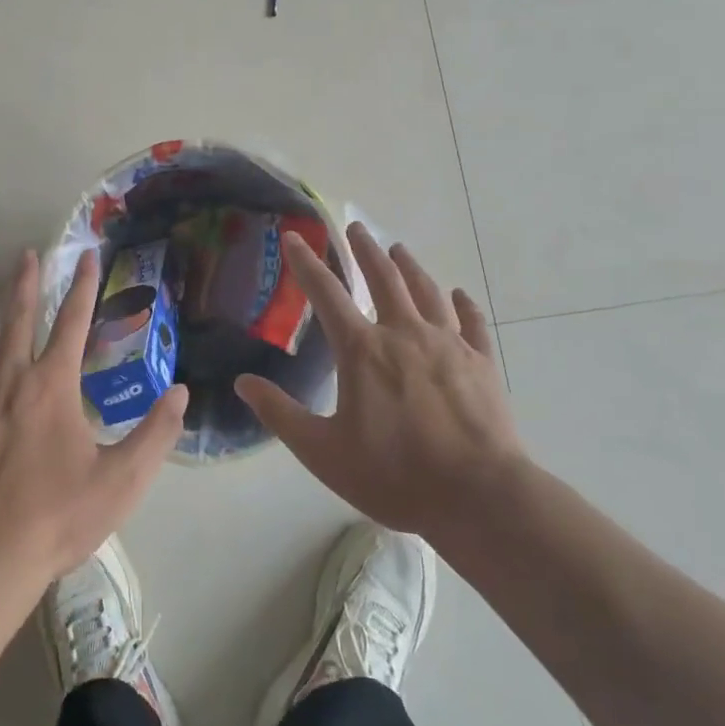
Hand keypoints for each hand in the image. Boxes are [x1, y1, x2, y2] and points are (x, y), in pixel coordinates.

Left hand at [0, 249, 188, 582]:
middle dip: (26, 282)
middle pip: (18, 317)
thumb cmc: (55, 516)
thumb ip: (155, 434)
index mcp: (53, 384)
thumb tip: (181, 391)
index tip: (86, 256)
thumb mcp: (121, 481)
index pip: (73, 321)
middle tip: (27, 253)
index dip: (83, 286)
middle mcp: (9, 376)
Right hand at [235, 222, 524, 538]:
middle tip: (355, 227)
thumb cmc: (395, 475)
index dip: (305, 263)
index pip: (326, 293)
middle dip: (365, 250)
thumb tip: (243, 382)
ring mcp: (448, 345)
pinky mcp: (482, 363)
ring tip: (398, 249)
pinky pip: (472, 323)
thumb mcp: (323, 452)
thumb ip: (281, 414)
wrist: (479, 498)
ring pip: (426, 291)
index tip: (293, 236)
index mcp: (363, 350)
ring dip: (409, 266)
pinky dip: (464, 305)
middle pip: (383, 278)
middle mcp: (404, 334)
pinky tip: (460, 294)